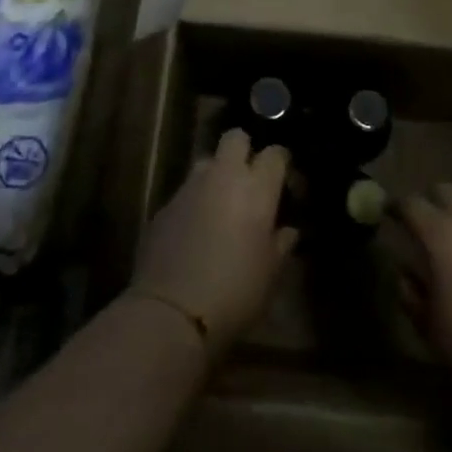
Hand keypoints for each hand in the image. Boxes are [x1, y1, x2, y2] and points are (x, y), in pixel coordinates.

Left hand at [133, 129, 298, 352]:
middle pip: (235, 138)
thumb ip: (281, 244)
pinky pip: (185, 192)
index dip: (281, 163)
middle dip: (244, 150)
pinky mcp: (163, 206)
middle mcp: (223, 177)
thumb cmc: (235, 293)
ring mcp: (189, 188)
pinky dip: (194, 202)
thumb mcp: (271, 274)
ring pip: (206, 161)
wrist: (172, 313)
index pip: (275, 153)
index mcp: (256, 188)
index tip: (284, 183)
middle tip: (250, 179)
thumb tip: (287, 231)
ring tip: (221, 203)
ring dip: (216, 174)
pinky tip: (195, 230)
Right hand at [396, 183, 451, 390]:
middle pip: (444, 189)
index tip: (386, 212)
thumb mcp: (428, 324)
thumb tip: (405, 275)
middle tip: (419, 221)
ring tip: (450, 237)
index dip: (395, 205)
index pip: (410, 203)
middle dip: (428, 199)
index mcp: (440, 233)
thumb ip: (410, 292)